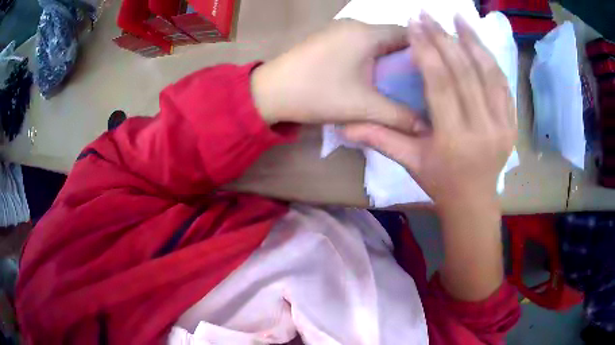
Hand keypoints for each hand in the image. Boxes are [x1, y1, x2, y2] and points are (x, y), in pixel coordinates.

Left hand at [251, 20, 425, 132]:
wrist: (270, 92)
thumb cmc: (318, 93)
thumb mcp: (364, 107)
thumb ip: (399, 117)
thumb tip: (425, 128)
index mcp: (367, 33)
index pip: (408, 34)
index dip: (425, 51)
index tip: (435, 72)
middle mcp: (355, 25)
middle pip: (392, 36)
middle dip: (408, 57)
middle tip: (421, 81)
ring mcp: (338, 30)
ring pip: (376, 40)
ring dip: (389, 57)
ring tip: (402, 81)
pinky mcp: (328, 39)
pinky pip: (360, 43)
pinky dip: (372, 56)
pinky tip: (375, 74)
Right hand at [343, 14, 516, 209]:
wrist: (474, 203)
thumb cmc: (440, 183)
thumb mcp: (410, 162)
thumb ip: (381, 138)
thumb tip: (343, 125)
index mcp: (453, 140)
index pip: (440, 84)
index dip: (427, 51)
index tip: (415, 25)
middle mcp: (482, 129)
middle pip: (465, 73)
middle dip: (445, 38)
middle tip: (429, 14)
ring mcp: (502, 126)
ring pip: (489, 74)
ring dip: (473, 41)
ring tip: (459, 17)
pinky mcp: (512, 125)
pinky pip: (503, 86)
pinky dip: (491, 61)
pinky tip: (479, 44)